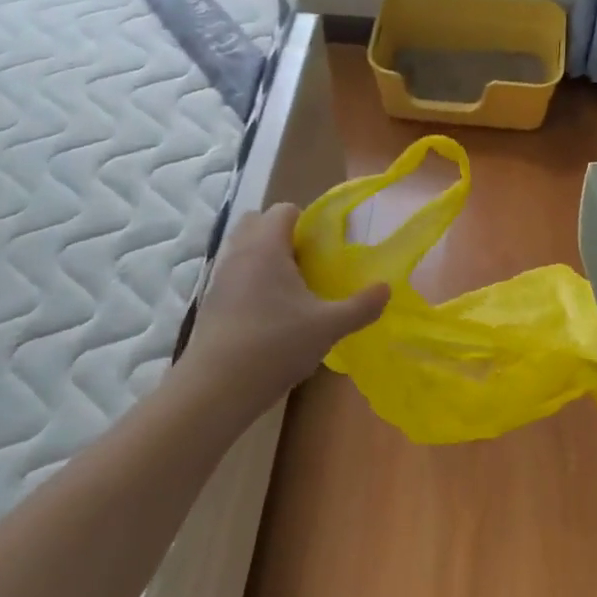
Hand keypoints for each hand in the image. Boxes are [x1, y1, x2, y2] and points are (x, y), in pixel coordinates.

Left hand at [180, 204, 387, 403]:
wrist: (217, 387)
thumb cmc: (275, 345)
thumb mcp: (328, 327)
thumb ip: (361, 306)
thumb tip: (386, 289)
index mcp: (266, 246)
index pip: (284, 209)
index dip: (306, 222)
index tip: (324, 249)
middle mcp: (239, 253)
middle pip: (257, 221)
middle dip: (281, 234)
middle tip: (306, 263)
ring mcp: (219, 277)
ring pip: (242, 249)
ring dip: (265, 258)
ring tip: (290, 291)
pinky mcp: (210, 301)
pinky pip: (233, 274)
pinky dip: (250, 281)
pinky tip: (269, 314)